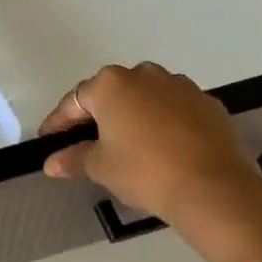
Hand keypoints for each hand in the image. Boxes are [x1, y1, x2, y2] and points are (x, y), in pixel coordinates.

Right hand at [38, 62, 261, 226]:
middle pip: (112, 93)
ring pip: (146, 98)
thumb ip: (73, 158)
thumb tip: (51, 163)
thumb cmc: (145, 171)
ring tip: (129, 145)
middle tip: (88, 142)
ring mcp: (180, 86)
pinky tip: (163, 148)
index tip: (49, 140)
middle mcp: (144, 74)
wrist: (213, 187)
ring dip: (134, 116)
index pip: (75, 101)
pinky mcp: (207, 103)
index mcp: (111, 85)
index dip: (59, 122)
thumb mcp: (101, 167)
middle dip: (98, 115)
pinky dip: (164, 123)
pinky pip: (175, 109)